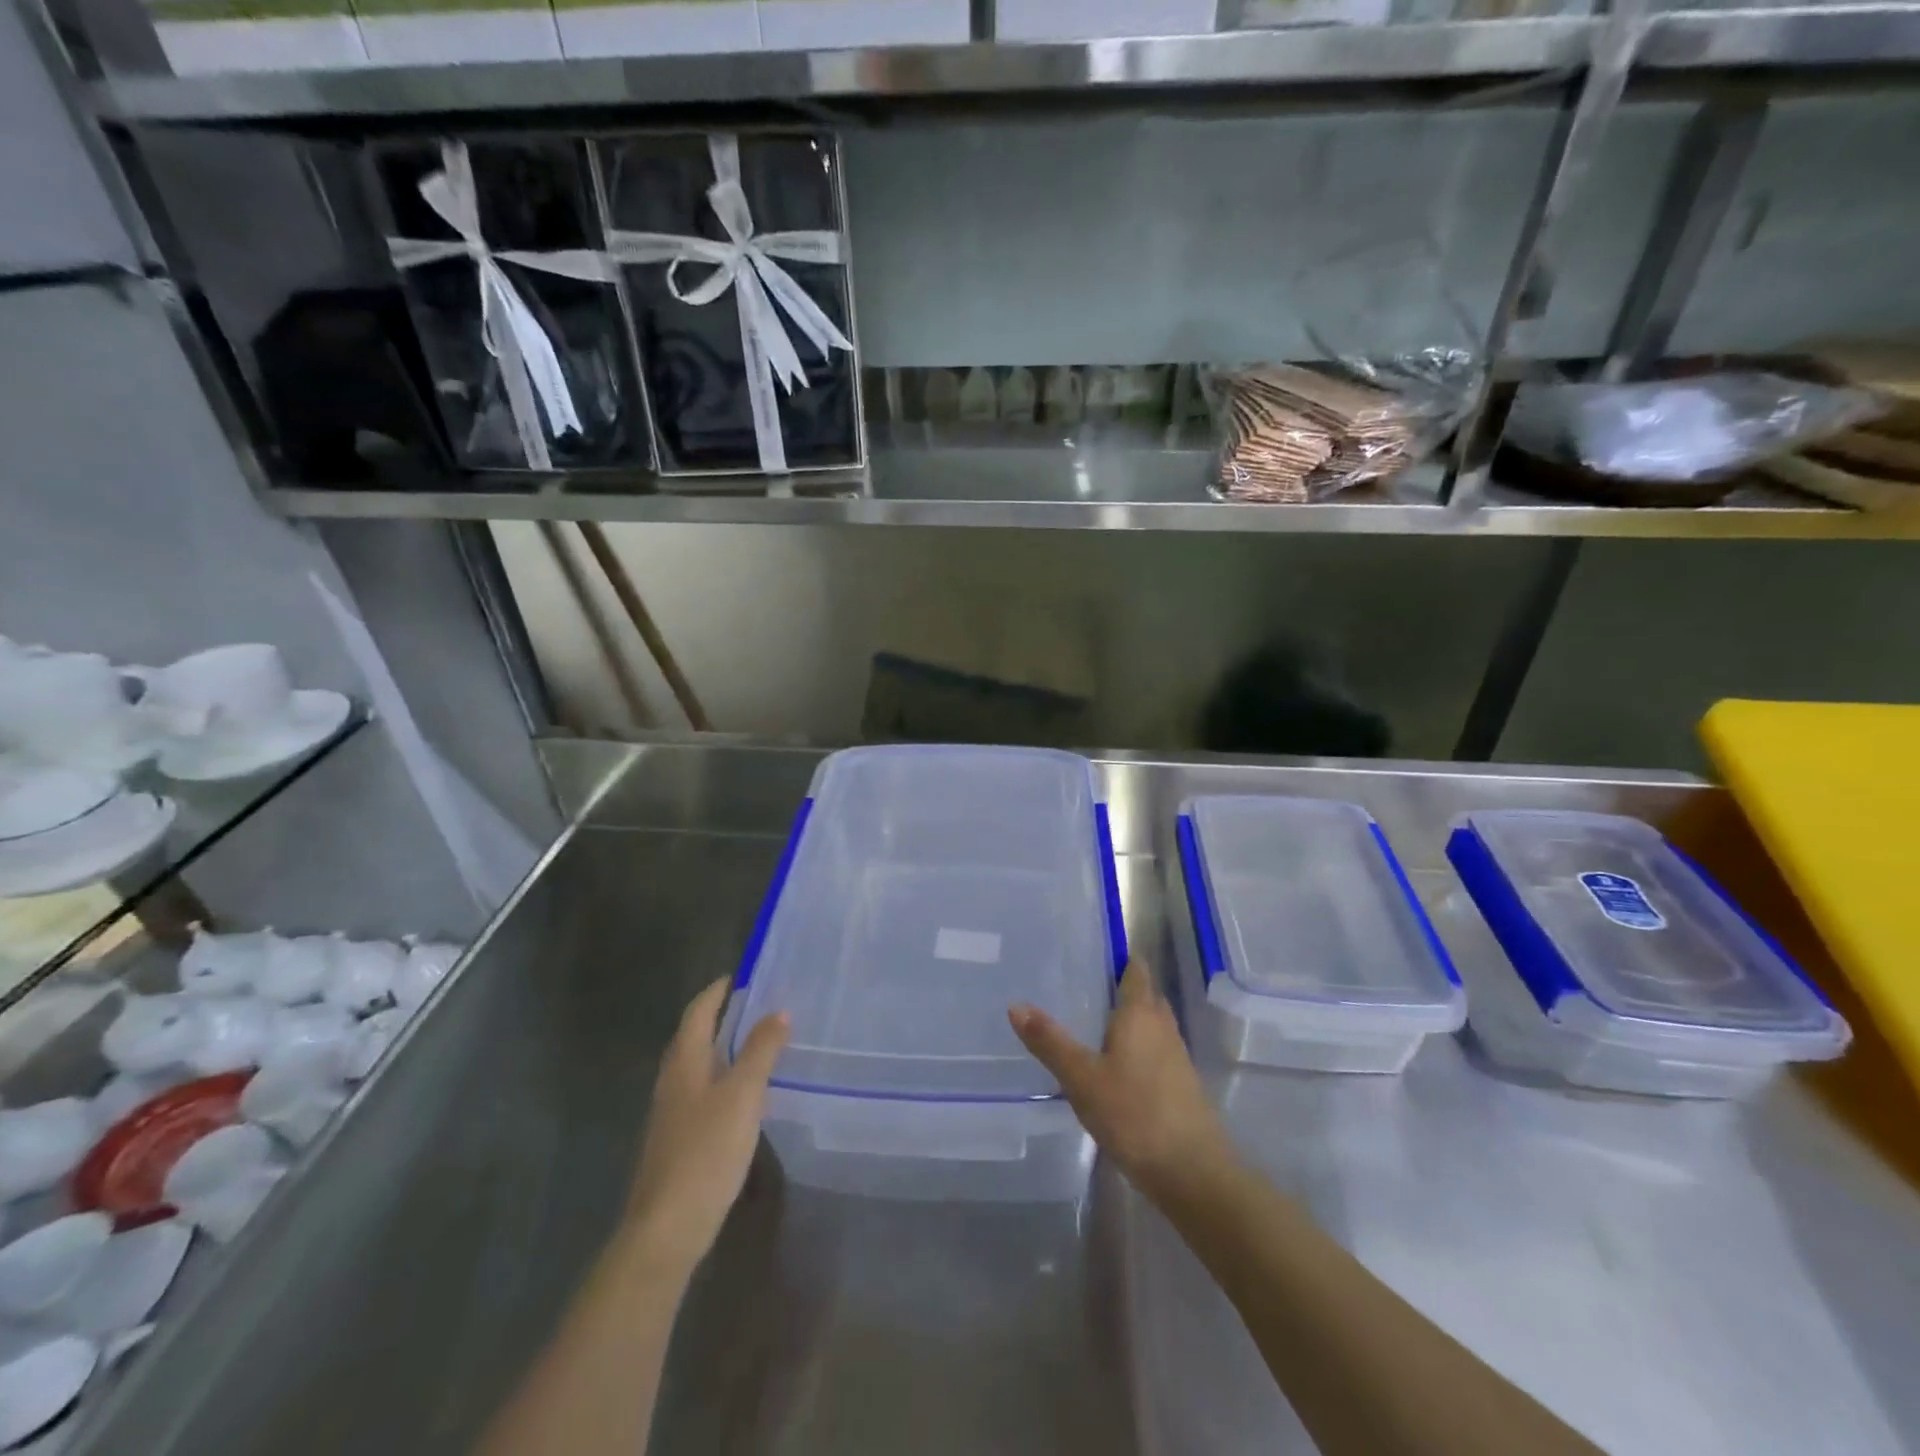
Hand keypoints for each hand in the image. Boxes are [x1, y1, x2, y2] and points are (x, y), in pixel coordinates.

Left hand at [625, 978, 788, 1278]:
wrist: (667, 1229)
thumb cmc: (706, 1152)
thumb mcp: (743, 1095)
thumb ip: (761, 1050)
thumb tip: (778, 1011)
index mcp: (684, 1062)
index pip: (698, 1012)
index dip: (717, 991)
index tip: (741, 975)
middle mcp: (672, 1081)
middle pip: (694, 1037)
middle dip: (721, 1017)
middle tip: (757, 1005)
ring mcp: (671, 1113)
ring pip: (698, 1066)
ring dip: (723, 1048)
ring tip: (757, 1042)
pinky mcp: (678, 1140)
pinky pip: (702, 1093)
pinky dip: (723, 1079)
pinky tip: (745, 1094)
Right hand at [1009, 960, 1236, 1204]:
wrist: (1192, 1172)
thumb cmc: (1134, 1114)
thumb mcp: (1081, 1078)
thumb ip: (1050, 1042)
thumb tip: (1015, 1004)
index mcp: (1140, 1014)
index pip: (1137, 971)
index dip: (1122, 959)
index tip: (1096, 953)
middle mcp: (1163, 1027)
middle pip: (1147, 996)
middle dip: (1124, 988)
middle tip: (1088, 986)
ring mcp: (1177, 1057)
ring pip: (1153, 1025)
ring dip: (1132, 1020)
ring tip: (1096, 1023)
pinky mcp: (1182, 1086)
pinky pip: (1157, 1051)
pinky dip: (1139, 1048)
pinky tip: (1117, 1066)